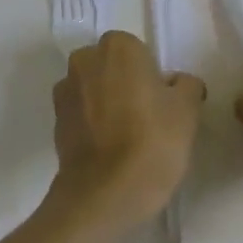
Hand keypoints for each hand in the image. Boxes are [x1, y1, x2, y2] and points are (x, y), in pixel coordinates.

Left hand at [50, 31, 205, 234]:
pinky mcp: (55, 123)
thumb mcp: (187, 109)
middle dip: (125, 84)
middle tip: (148, 117)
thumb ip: (186, 85)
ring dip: (107, 103)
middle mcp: (84, 60)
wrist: (104, 195)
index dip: (152, 75)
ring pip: (94, 89)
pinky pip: (82, 114)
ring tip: (128, 138)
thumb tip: (177, 84)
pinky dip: (93, 125)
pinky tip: (110, 151)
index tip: (163, 102)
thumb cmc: (152, 141)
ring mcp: (65, 92)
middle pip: (112, 67)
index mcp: (118, 47)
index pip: (139, 51)